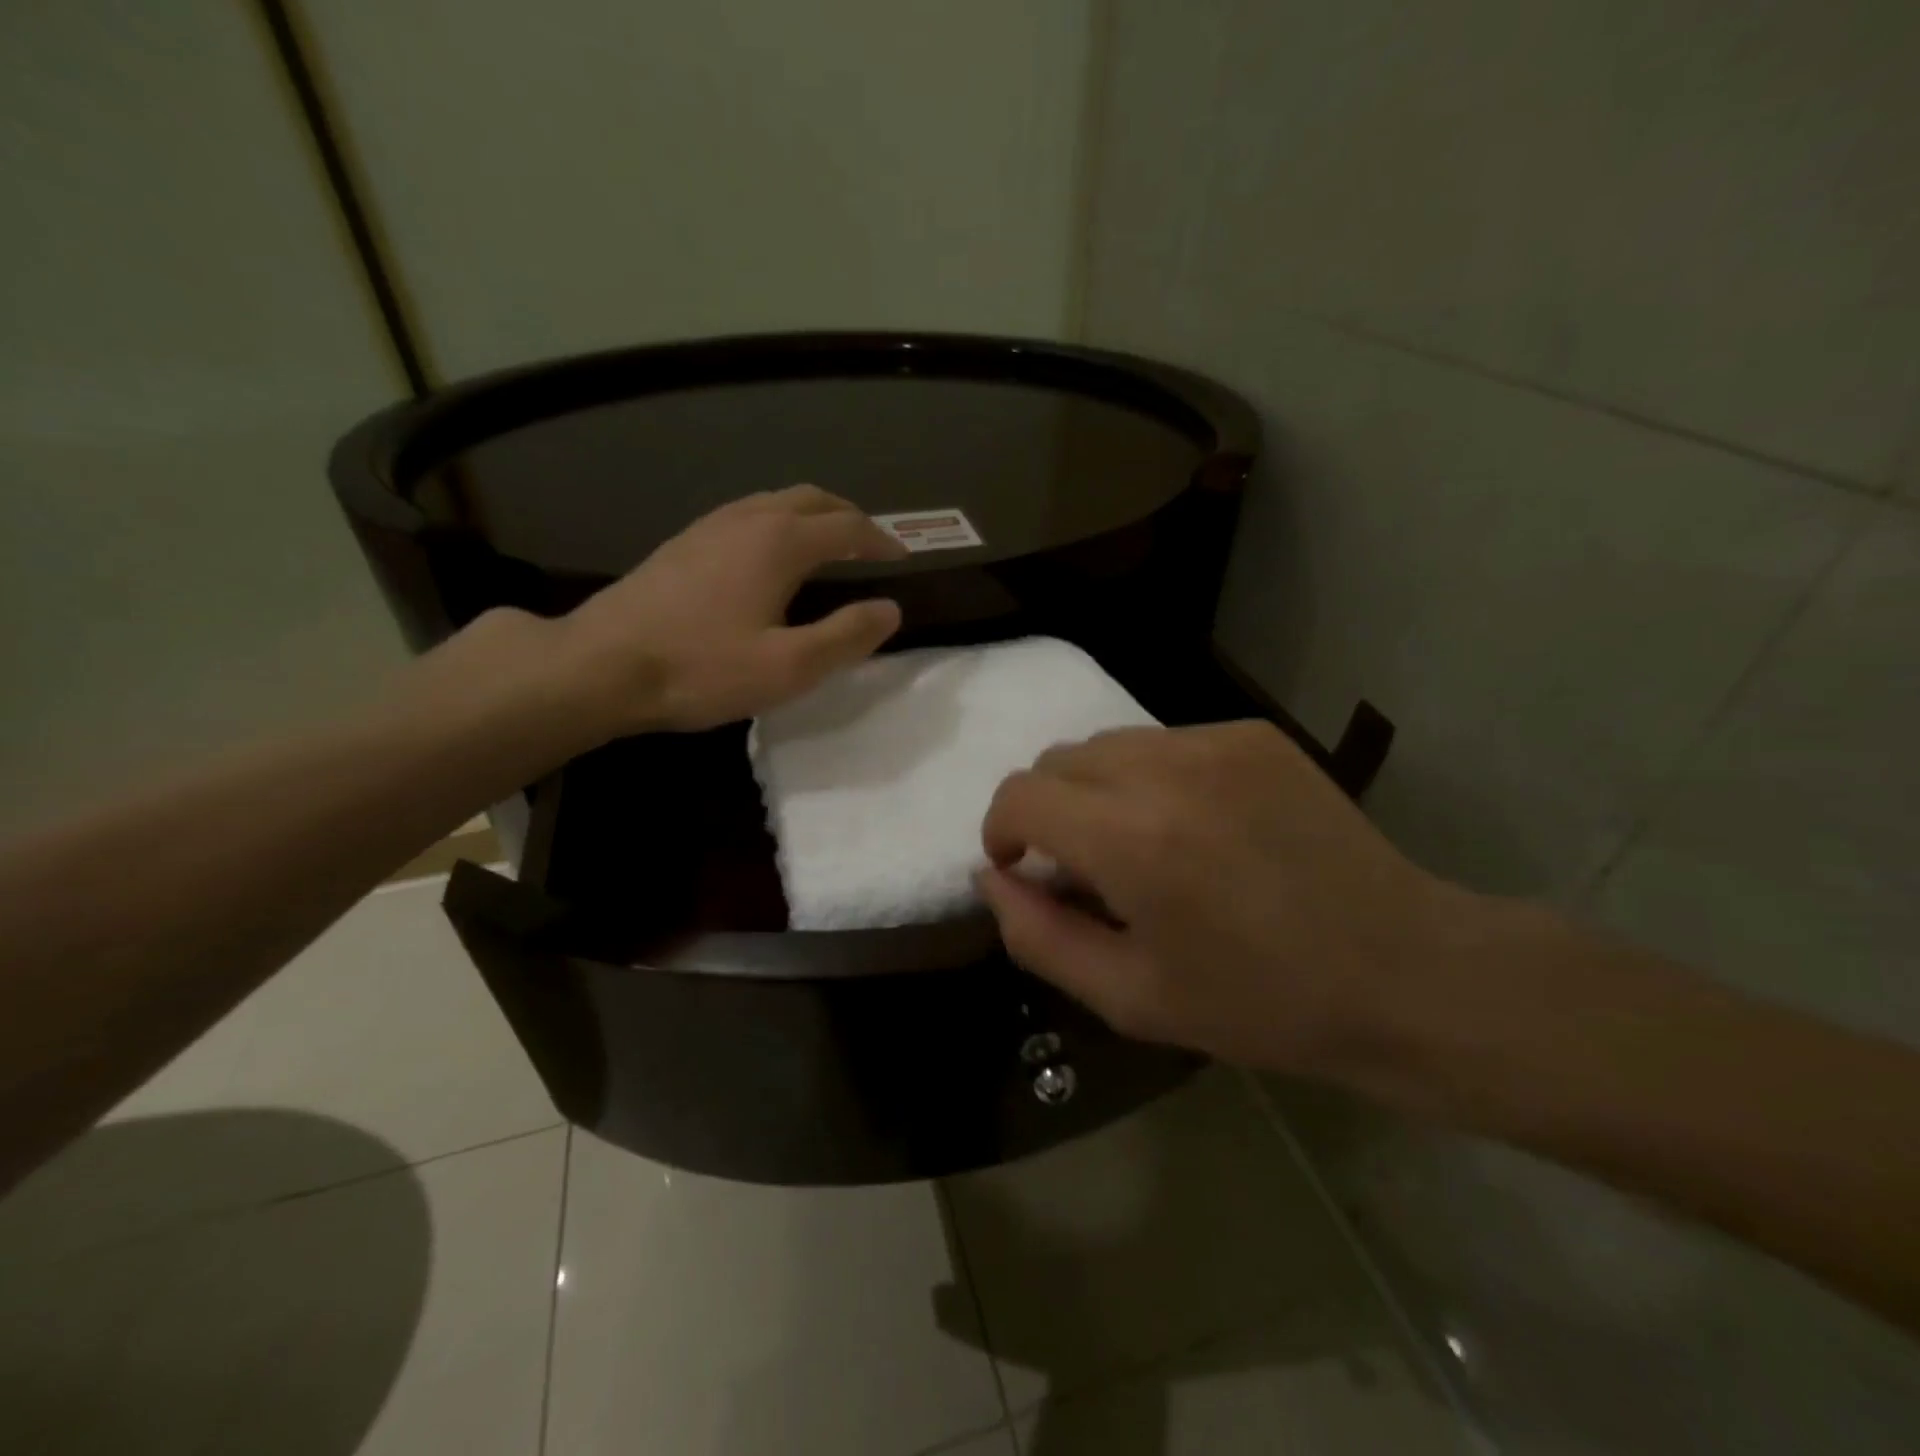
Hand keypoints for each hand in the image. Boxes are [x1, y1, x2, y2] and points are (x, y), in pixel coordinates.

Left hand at [547, 484, 906, 733]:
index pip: (848, 527)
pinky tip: (769, 556)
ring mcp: (710, 526)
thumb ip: (846, 636)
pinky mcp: (683, 542)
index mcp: (780, 542)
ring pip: (776, 501)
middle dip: (849, 516)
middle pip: (812, 499)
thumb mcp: (789, 667)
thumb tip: (890, 609)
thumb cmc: (702, 669)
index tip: (902, 558)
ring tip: (828, 546)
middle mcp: (748, 519)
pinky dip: (778, 523)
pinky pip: (747, 514)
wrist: (601, 665)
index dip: (881, 540)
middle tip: (870, 545)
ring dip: (812, 515)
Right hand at [976, 720, 1474, 1079]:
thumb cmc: (1258, 1003)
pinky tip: (1198, 827)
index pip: (1020, 794)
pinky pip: (1166, 742)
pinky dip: (1152, 778)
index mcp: (1131, 839)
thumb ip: (1037, 935)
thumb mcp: (1128, 997)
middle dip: (1049, 809)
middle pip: (1058, 758)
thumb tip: (991, 878)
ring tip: (1145, 846)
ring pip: (1109, 744)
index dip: (1003, 830)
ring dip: (1099, 790)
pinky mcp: (1254, 734)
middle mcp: (1166, 769)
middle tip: (1089, 869)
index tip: (1023, 868)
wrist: (1402, 971)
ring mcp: (1216, 741)